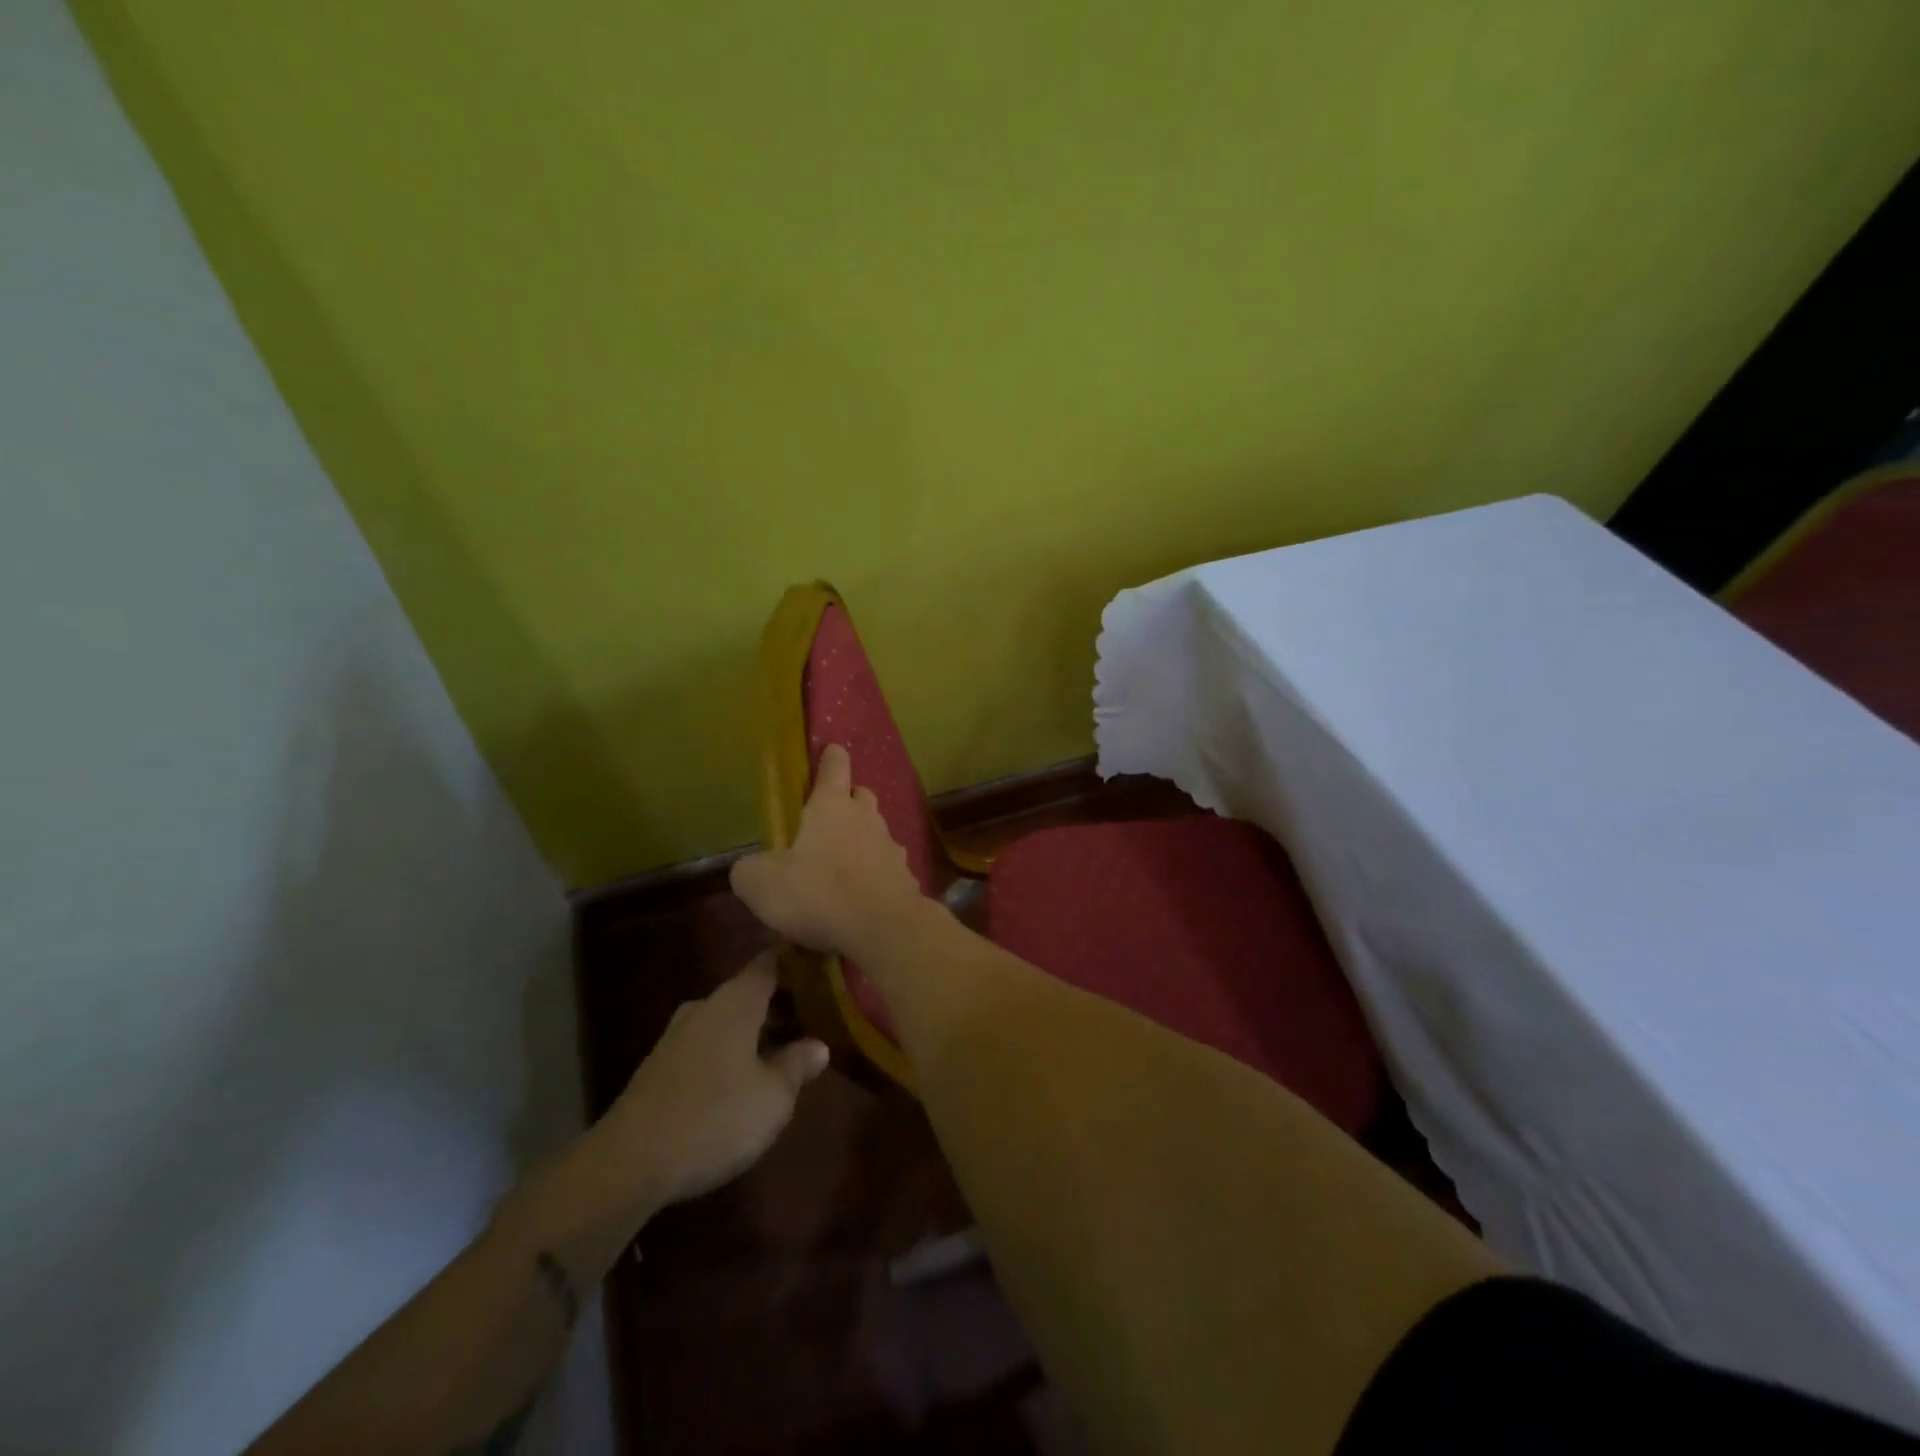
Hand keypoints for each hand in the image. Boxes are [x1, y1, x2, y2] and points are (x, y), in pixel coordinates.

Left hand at [597, 954, 828, 1208]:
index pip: (771, 962)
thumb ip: (798, 1065)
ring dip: (752, 1031)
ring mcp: (676, 1036)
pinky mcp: (658, 1067)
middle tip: (811, 1018)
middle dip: (778, 1003)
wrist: (629, 1163)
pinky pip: (705, 1044)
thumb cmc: (716, 1117)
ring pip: (725, 1020)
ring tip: (781, 1051)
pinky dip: (728, 1052)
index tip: (820, 966)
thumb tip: (818, 1045)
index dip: (796, 961)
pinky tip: (741, 1079)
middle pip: (748, 992)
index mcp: (736, 1001)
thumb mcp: (773, 1097)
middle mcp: (705, 1007)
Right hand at [730, 742, 925, 955]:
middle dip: (848, 799)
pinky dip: (876, 872)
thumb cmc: (818, 893)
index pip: (835, 766)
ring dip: (862, 838)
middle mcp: (866, 818)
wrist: (883, 928)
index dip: (830, 757)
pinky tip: (863, 893)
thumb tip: (748, 869)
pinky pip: (888, 866)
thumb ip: (749, 870)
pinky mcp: (906, 876)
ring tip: (842, 861)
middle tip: (828, 817)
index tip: (830, 751)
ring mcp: (891, 846)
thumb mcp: (761, 884)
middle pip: (861, 795)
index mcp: (831, 806)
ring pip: (877, 830)